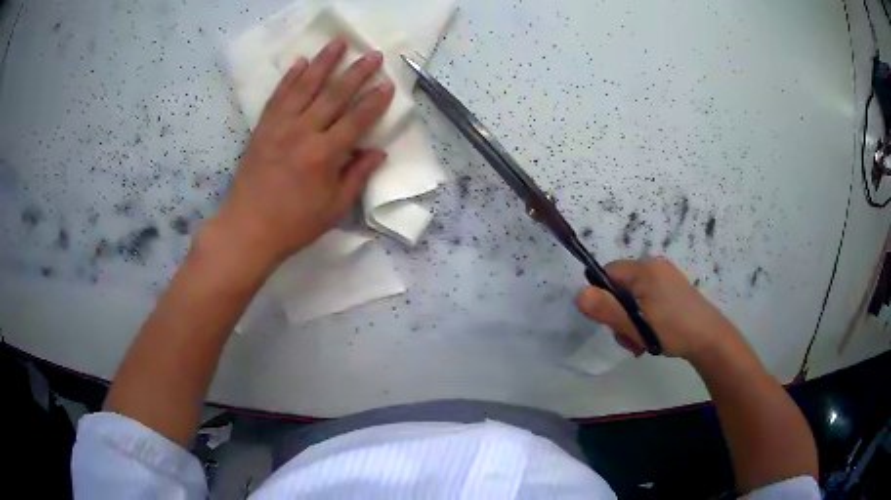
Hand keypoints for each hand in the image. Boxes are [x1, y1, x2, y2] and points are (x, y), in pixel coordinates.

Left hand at [210, 38, 394, 270]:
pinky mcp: (263, 128)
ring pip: (305, 87)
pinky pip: (278, 96)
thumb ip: (357, 177)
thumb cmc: (295, 224)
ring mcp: (280, 126)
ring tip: (338, 43)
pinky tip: (300, 62)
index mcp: (325, 154)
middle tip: (373, 54)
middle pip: (334, 95)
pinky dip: (290, 78)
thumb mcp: (334, 208)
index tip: (388, 84)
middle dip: (356, 73)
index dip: (375, 101)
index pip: (357, 119)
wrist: (248, 228)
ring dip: (324, 62)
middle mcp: (304, 133)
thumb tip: (378, 152)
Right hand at [576, 258, 742, 360]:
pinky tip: (653, 334)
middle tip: (631, 338)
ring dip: (632, 319)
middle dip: (620, 314)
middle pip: (620, 286)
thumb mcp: (636, 325)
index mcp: (644, 269)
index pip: (607, 273)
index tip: (613, 322)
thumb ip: (606, 310)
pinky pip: (648, 297)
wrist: (710, 338)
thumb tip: (578, 295)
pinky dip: (645, 316)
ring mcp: (665, 276)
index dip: (604, 298)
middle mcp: (654, 266)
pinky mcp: (673, 287)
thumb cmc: (672, 330)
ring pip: (634, 295)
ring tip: (643, 341)